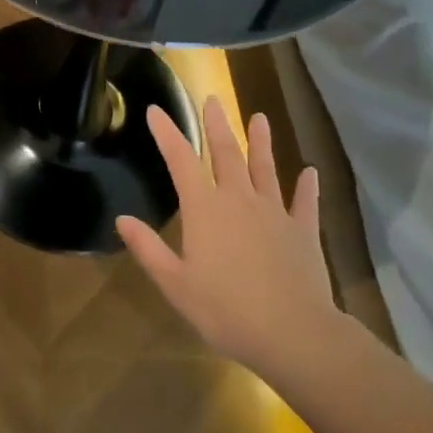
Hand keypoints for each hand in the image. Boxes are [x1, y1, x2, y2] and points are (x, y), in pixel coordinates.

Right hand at [116, 97, 342, 383]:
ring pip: (265, 168)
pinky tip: (310, 172)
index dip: (167, 133)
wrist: (293, 332)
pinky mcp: (303, 231)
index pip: (181, 160)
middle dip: (216, 124)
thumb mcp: (175, 284)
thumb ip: (148, 249)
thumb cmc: (225, 310)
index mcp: (205, 209)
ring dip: (261, 142)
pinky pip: (305, 202)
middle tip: (212, 99)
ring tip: (259, 117)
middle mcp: (239, 199)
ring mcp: (275, 212)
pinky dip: (307, 186)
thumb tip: (122, 219)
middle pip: (226, 153)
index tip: (155, 110)